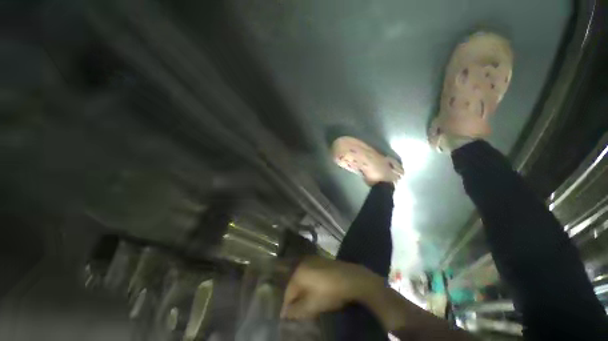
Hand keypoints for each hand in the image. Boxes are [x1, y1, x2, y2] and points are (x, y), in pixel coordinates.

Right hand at [280, 256, 381, 319]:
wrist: (350, 278)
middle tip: (296, 309)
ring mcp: (312, 259)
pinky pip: (309, 272)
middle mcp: (302, 263)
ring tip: (304, 300)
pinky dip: (308, 281)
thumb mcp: (312, 306)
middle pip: (294, 283)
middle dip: (294, 296)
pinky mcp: (320, 259)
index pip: (288, 292)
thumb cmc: (329, 292)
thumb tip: (285, 313)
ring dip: (301, 289)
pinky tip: (313, 288)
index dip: (286, 306)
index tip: (285, 317)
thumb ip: (296, 310)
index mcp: (298, 273)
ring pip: (301, 277)